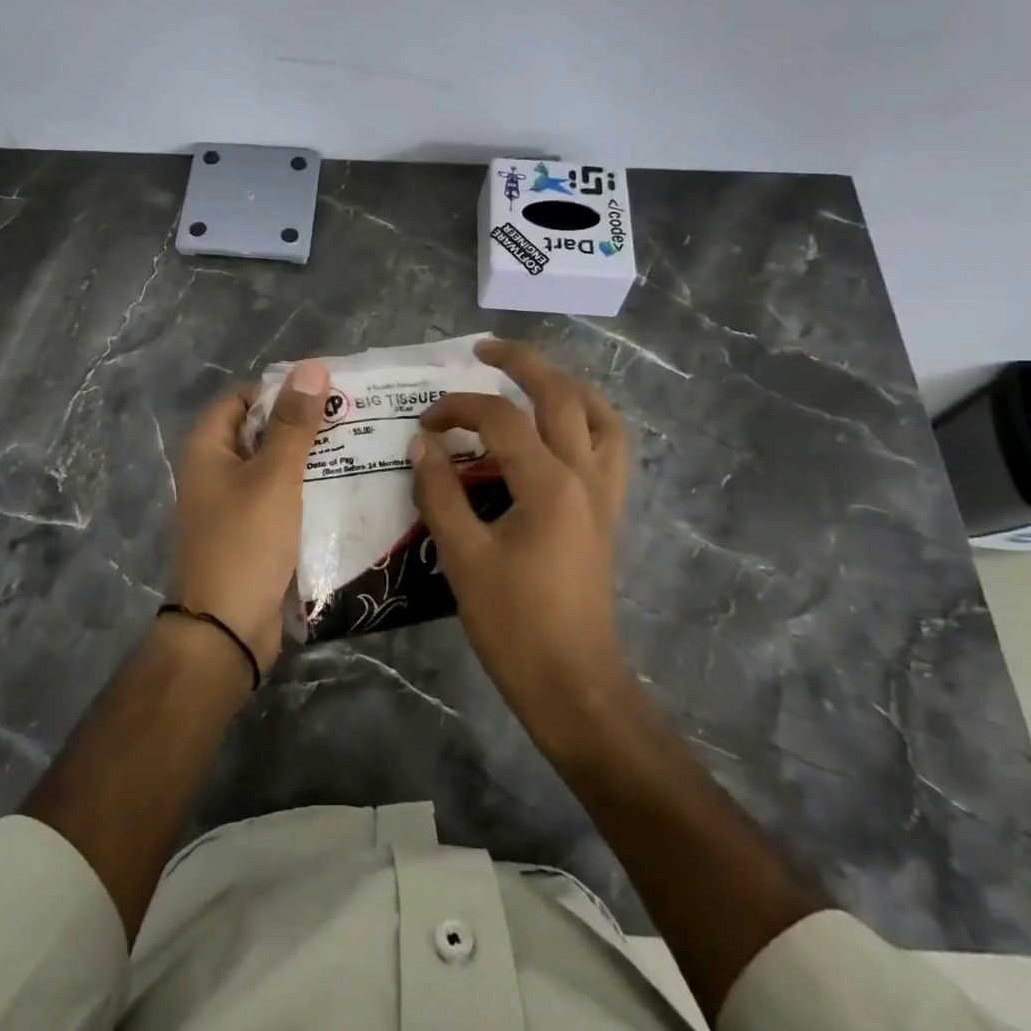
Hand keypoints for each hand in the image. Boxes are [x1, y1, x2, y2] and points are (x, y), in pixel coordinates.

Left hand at [173, 360, 329, 669]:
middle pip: (260, 431)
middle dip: (301, 424)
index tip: (324, 391)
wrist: (226, 629)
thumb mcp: (274, 476)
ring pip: (274, 468)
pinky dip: (306, 491)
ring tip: (357, 448)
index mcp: (207, 449)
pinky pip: (280, 500)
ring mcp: (232, 506)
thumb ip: (294, 424)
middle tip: (351, 418)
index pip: (242, 398)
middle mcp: (214, 472)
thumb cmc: (245, 542)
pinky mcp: (251, 534)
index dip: (279, 389)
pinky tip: (344, 490)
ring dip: (308, 459)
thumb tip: (311, 367)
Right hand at [408, 339, 630, 735]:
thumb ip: (439, 493)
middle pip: (561, 395)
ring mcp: (605, 493)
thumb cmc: (514, 624)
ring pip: (600, 415)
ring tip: (532, 377)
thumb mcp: (463, 557)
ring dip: (566, 385)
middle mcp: (584, 475)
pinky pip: (610, 446)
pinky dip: (588, 420)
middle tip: (485, 348)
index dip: (456, 409)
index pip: (498, 419)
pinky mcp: (608, 512)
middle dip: (522, 362)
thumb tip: (421, 444)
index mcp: (548, 483)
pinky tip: (561, 429)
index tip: (423, 423)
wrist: (573, 682)